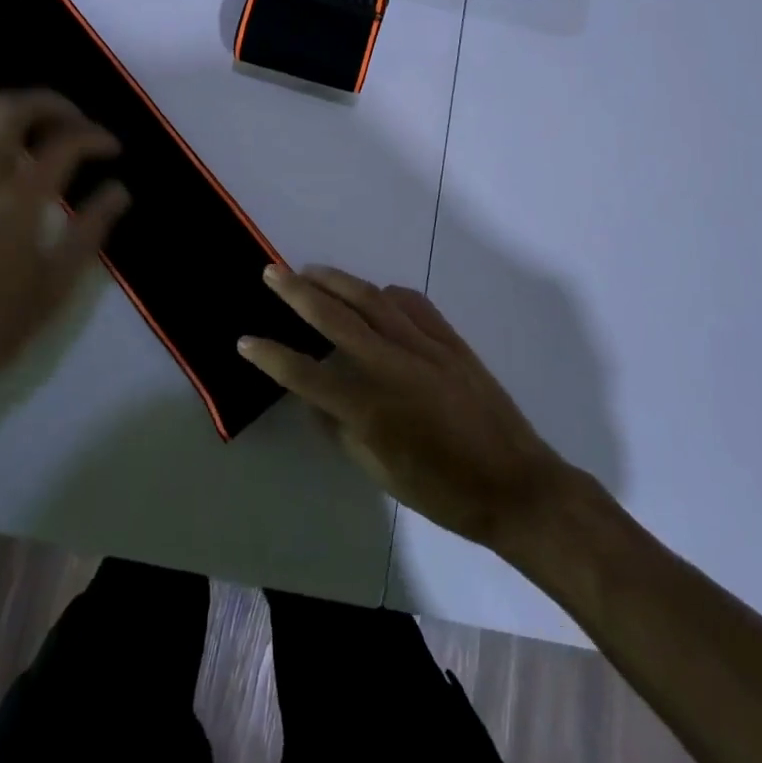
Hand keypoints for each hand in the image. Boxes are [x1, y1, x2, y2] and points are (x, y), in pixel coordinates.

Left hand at [0, 93, 128, 415]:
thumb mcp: (55, 286)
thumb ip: (90, 230)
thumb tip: (118, 190)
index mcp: (17, 201)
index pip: (64, 142)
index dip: (95, 137)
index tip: (113, 150)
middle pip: (14, 108)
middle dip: (54, 105)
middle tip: (79, 125)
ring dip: (19, 112)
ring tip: (46, 134)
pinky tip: (7, 161)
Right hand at [239, 267, 577, 552]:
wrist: (516, 484)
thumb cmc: (444, 492)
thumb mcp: (381, 473)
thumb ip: (341, 430)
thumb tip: (314, 397)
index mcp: (371, 408)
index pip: (306, 374)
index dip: (271, 356)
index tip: (245, 341)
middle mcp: (392, 366)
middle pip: (335, 317)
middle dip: (297, 292)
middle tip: (271, 272)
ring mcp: (424, 345)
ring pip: (371, 298)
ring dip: (336, 281)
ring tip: (310, 270)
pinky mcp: (450, 339)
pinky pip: (411, 303)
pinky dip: (385, 293)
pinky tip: (373, 292)